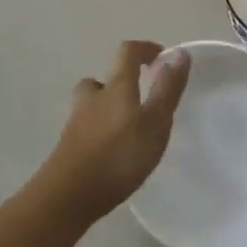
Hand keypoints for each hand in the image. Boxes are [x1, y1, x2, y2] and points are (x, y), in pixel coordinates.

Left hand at [37, 41, 189, 225]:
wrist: (67, 197)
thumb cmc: (118, 155)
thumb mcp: (154, 121)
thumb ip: (167, 88)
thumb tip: (179, 52)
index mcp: (116, 86)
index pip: (127, 52)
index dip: (144, 49)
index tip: (161, 56)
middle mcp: (92, 98)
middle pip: (103, 78)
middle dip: (121, 82)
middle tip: (139, 98)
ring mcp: (75, 123)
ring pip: (91, 104)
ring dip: (107, 107)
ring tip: (126, 128)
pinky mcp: (67, 148)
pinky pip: (86, 129)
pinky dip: (99, 132)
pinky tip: (111, 153)